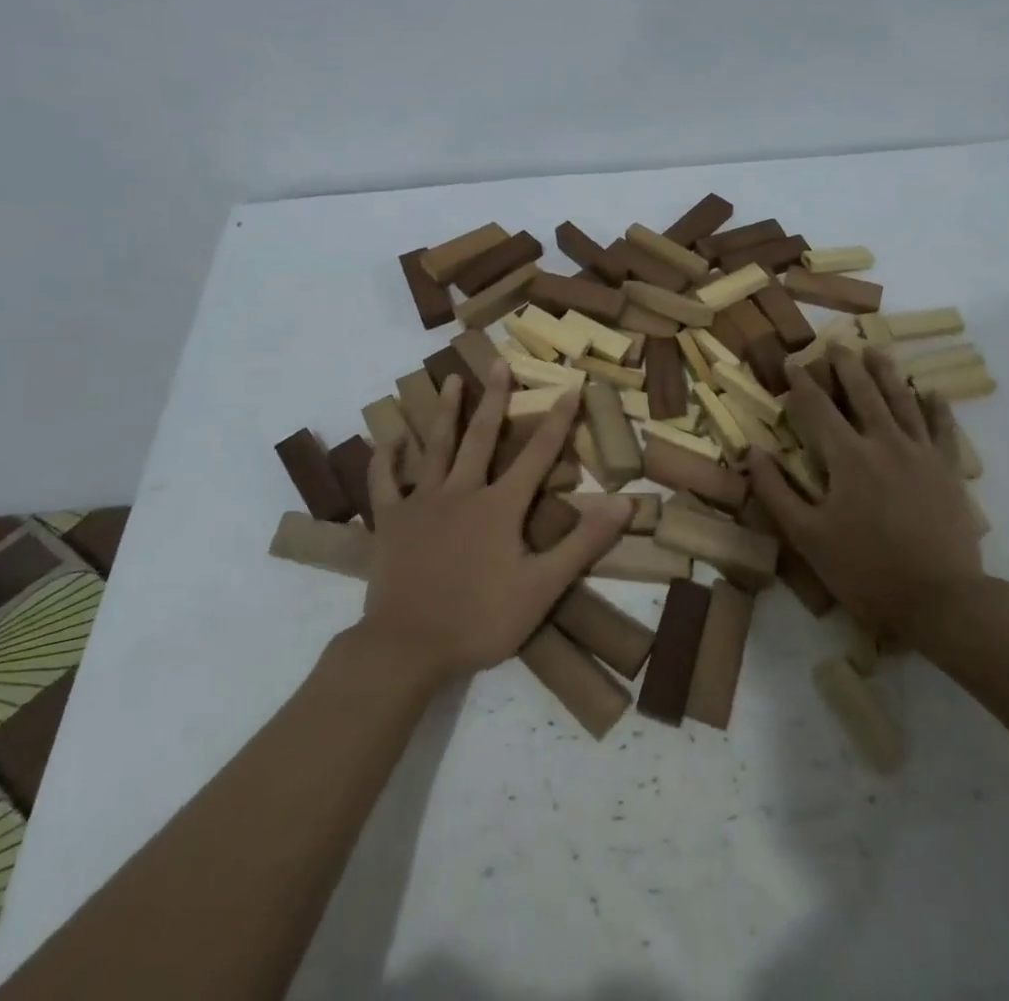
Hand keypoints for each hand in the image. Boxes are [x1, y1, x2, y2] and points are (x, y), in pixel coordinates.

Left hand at [363, 362, 628, 685]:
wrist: (407, 646)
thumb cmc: (480, 619)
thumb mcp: (543, 587)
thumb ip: (583, 543)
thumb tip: (623, 503)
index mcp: (500, 506)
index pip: (538, 454)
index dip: (557, 420)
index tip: (570, 386)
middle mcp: (462, 491)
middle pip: (481, 436)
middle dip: (495, 398)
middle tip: (498, 363)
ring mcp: (422, 502)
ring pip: (435, 446)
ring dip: (445, 411)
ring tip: (450, 379)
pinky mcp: (390, 520)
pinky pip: (384, 481)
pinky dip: (385, 458)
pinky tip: (388, 439)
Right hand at [747, 341, 987, 653]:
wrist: (942, 600)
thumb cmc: (866, 570)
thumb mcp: (807, 537)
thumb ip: (776, 491)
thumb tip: (753, 452)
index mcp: (847, 457)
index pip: (817, 408)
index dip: (802, 383)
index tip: (792, 363)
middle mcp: (884, 442)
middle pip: (862, 392)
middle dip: (845, 366)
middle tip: (836, 344)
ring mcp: (920, 453)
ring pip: (901, 400)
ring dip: (886, 373)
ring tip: (875, 351)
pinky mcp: (948, 469)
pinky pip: (942, 428)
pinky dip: (936, 407)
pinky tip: (932, 391)